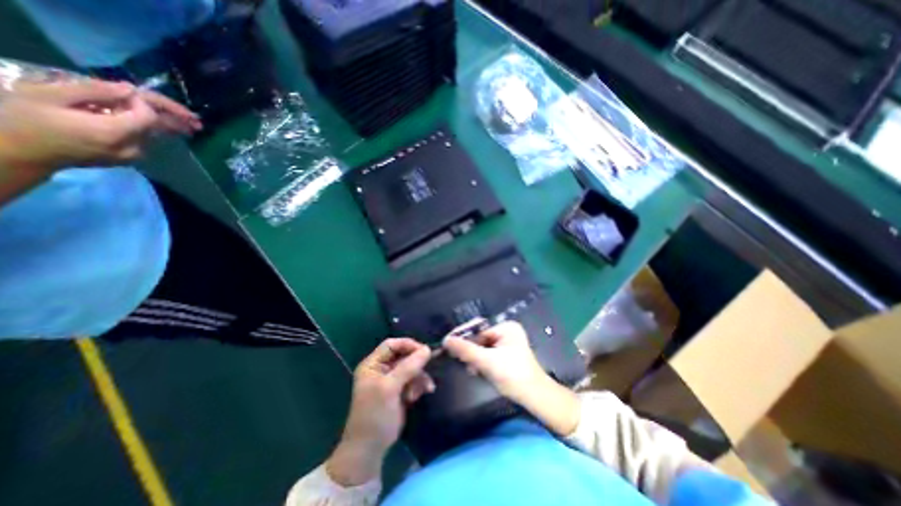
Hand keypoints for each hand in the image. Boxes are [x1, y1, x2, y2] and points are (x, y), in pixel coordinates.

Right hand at [0, 79, 198, 174]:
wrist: (15, 152)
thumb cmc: (22, 119)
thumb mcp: (48, 96)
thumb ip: (94, 92)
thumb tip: (132, 91)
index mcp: (113, 132)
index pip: (148, 117)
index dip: (145, 103)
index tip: (133, 92)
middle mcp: (131, 147)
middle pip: (159, 129)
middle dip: (179, 121)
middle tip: (199, 120)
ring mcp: (132, 156)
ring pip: (156, 136)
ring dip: (172, 128)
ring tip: (193, 123)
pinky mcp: (128, 159)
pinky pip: (147, 141)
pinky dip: (157, 132)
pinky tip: (171, 128)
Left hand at [327, 338, 434, 488]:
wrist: (370, 450)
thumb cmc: (375, 415)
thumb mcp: (390, 388)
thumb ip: (408, 367)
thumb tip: (427, 349)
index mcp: (373, 364)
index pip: (392, 344)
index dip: (408, 345)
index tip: (424, 351)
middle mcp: (381, 369)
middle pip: (404, 356)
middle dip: (417, 365)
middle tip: (428, 371)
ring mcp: (391, 380)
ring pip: (411, 368)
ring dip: (420, 377)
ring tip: (426, 388)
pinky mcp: (399, 391)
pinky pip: (414, 380)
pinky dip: (420, 385)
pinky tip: (425, 392)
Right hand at [443, 323, 545, 404]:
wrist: (534, 398)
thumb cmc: (513, 375)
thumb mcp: (487, 361)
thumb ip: (466, 350)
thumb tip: (446, 340)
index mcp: (506, 327)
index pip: (478, 328)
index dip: (463, 336)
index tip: (448, 343)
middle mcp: (507, 332)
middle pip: (480, 338)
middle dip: (470, 350)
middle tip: (459, 360)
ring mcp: (507, 344)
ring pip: (482, 347)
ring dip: (474, 358)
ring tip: (470, 368)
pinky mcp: (506, 355)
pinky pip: (487, 354)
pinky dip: (481, 362)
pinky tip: (476, 370)